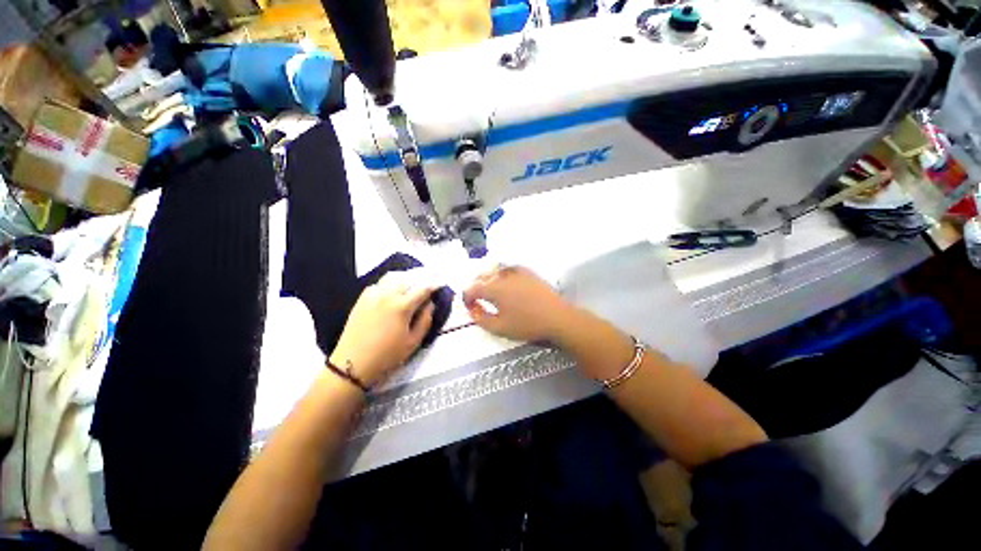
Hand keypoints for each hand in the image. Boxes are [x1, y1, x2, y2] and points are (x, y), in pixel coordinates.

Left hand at [329, 271, 436, 387]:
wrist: (352, 363)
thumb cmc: (387, 355)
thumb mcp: (413, 342)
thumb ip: (425, 320)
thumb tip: (430, 304)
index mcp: (402, 306)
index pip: (423, 289)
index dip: (435, 284)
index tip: (441, 283)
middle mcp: (387, 295)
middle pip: (407, 278)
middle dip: (420, 278)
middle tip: (427, 282)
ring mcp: (372, 295)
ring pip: (392, 277)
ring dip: (405, 278)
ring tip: (411, 284)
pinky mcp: (362, 299)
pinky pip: (379, 284)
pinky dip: (389, 284)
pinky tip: (391, 292)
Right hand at [462, 265, 572, 341]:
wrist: (556, 317)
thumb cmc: (527, 325)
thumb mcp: (499, 328)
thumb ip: (480, 318)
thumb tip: (472, 308)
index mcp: (494, 289)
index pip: (472, 288)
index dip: (466, 297)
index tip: (468, 305)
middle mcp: (503, 275)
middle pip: (482, 276)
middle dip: (475, 286)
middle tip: (475, 298)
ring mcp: (517, 271)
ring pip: (494, 270)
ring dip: (487, 278)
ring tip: (488, 289)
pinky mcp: (528, 272)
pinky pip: (508, 268)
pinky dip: (501, 273)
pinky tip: (505, 281)